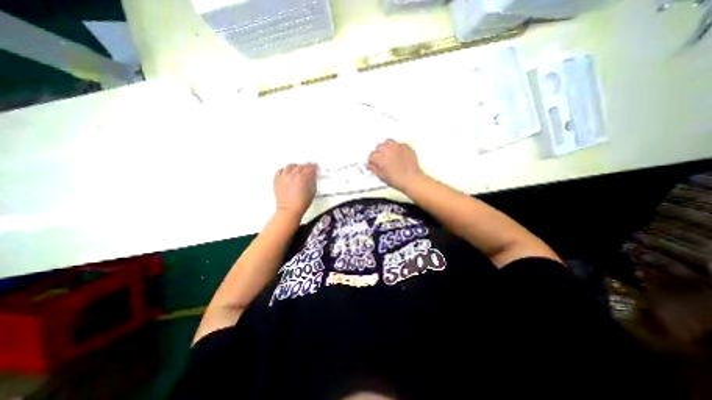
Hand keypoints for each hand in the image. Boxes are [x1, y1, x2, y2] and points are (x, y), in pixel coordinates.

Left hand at [273, 163, 314, 216]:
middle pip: (301, 166)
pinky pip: (280, 171)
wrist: (289, 210)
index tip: (315, 166)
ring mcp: (284, 177)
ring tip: (298, 169)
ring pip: (290, 166)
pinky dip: (285, 170)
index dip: (314, 167)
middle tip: (308, 168)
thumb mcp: (312, 191)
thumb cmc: (300, 204)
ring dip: (296, 167)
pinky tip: (287, 172)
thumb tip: (313, 177)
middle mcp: (293, 175)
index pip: (310, 168)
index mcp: (303, 177)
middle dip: (306, 166)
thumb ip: (313, 181)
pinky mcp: (277, 180)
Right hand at [366, 140, 420, 192]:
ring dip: (387, 147)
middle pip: (379, 146)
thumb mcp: (381, 176)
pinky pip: (399, 144)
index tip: (373, 163)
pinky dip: (397, 148)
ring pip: (388, 142)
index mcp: (380, 157)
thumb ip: (374, 168)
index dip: (372, 160)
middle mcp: (388, 150)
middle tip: (381, 159)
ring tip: (388, 154)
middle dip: (378, 152)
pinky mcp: (406, 147)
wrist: (411, 179)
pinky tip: (397, 154)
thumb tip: (370, 165)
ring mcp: (397, 147)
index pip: (371, 155)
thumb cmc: (398, 179)